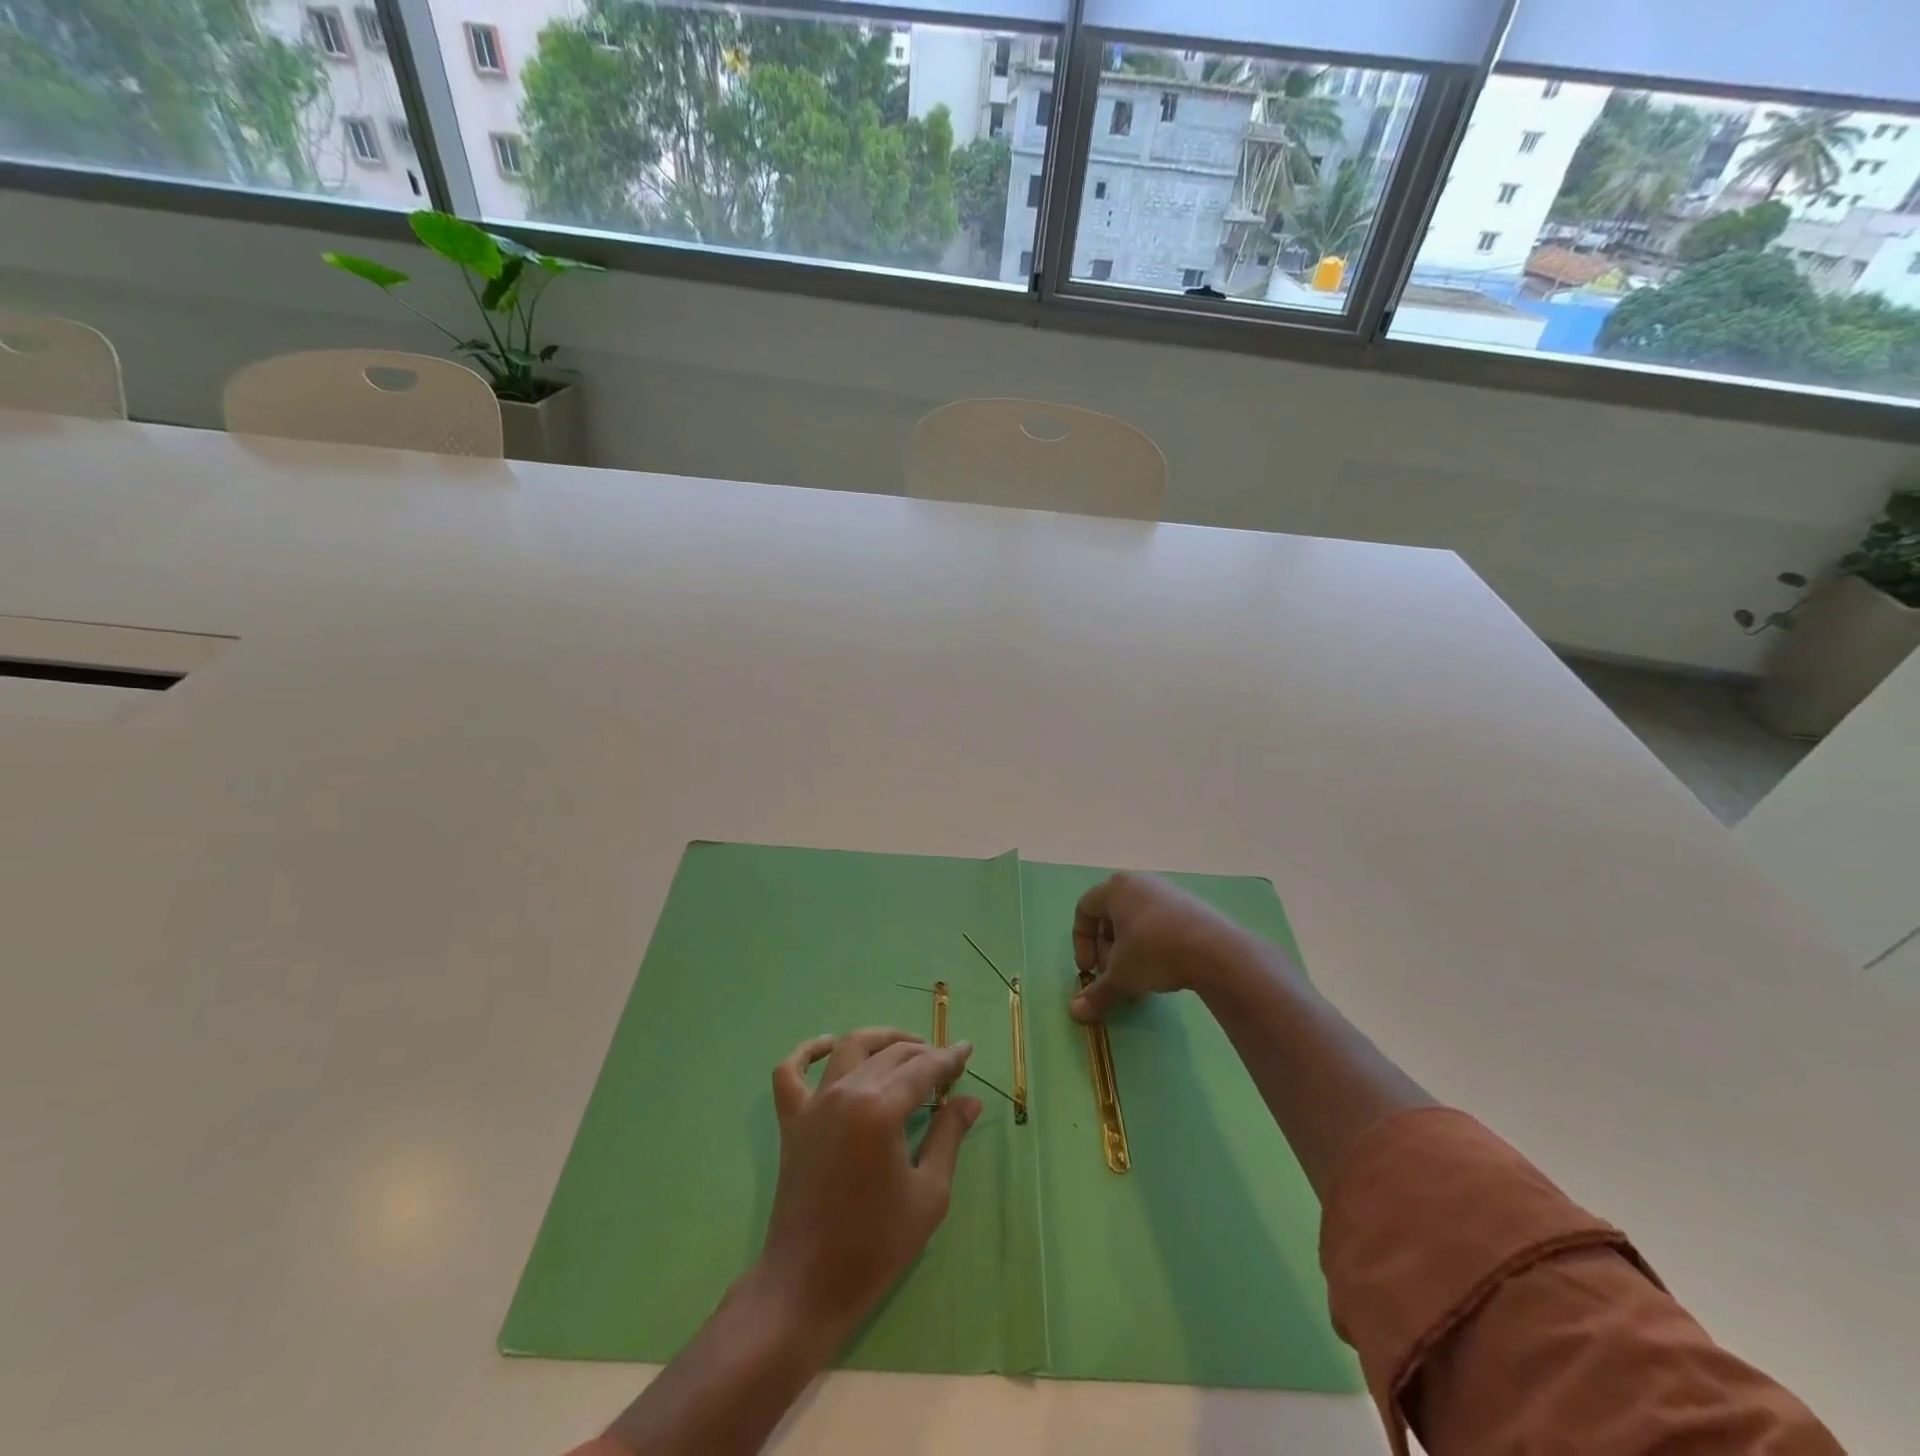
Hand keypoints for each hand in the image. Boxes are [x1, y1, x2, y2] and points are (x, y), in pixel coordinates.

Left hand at [756, 1028, 982, 1342]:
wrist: (807, 1285)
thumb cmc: (876, 1245)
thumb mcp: (929, 1193)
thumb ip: (949, 1136)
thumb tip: (970, 1100)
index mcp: (880, 1108)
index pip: (922, 1068)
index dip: (949, 1058)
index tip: (967, 1050)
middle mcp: (846, 1092)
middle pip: (891, 1054)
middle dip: (923, 1052)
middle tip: (946, 1064)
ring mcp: (814, 1103)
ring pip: (849, 1048)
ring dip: (880, 1040)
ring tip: (906, 1047)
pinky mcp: (792, 1121)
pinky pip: (790, 1071)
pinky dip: (808, 1051)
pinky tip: (829, 1046)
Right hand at [1070, 873, 1249, 1021]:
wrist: (1215, 951)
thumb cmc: (1154, 952)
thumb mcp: (1121, 976)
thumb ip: (1097, 993)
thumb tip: (1076, 1013)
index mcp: (1115, 888)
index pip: (1084, 909)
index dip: (1081, 942)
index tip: (1089, 970)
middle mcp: (1140, 882)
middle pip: (1110, 914)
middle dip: (1106, 948)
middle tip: (1113, 975)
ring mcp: (1168, 891)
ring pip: (1136, 920)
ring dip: (1129, 949)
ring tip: (1138, 977)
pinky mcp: (1191, 905)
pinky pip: (1160, 922)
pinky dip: (1153, 944)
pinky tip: (1163, 969)